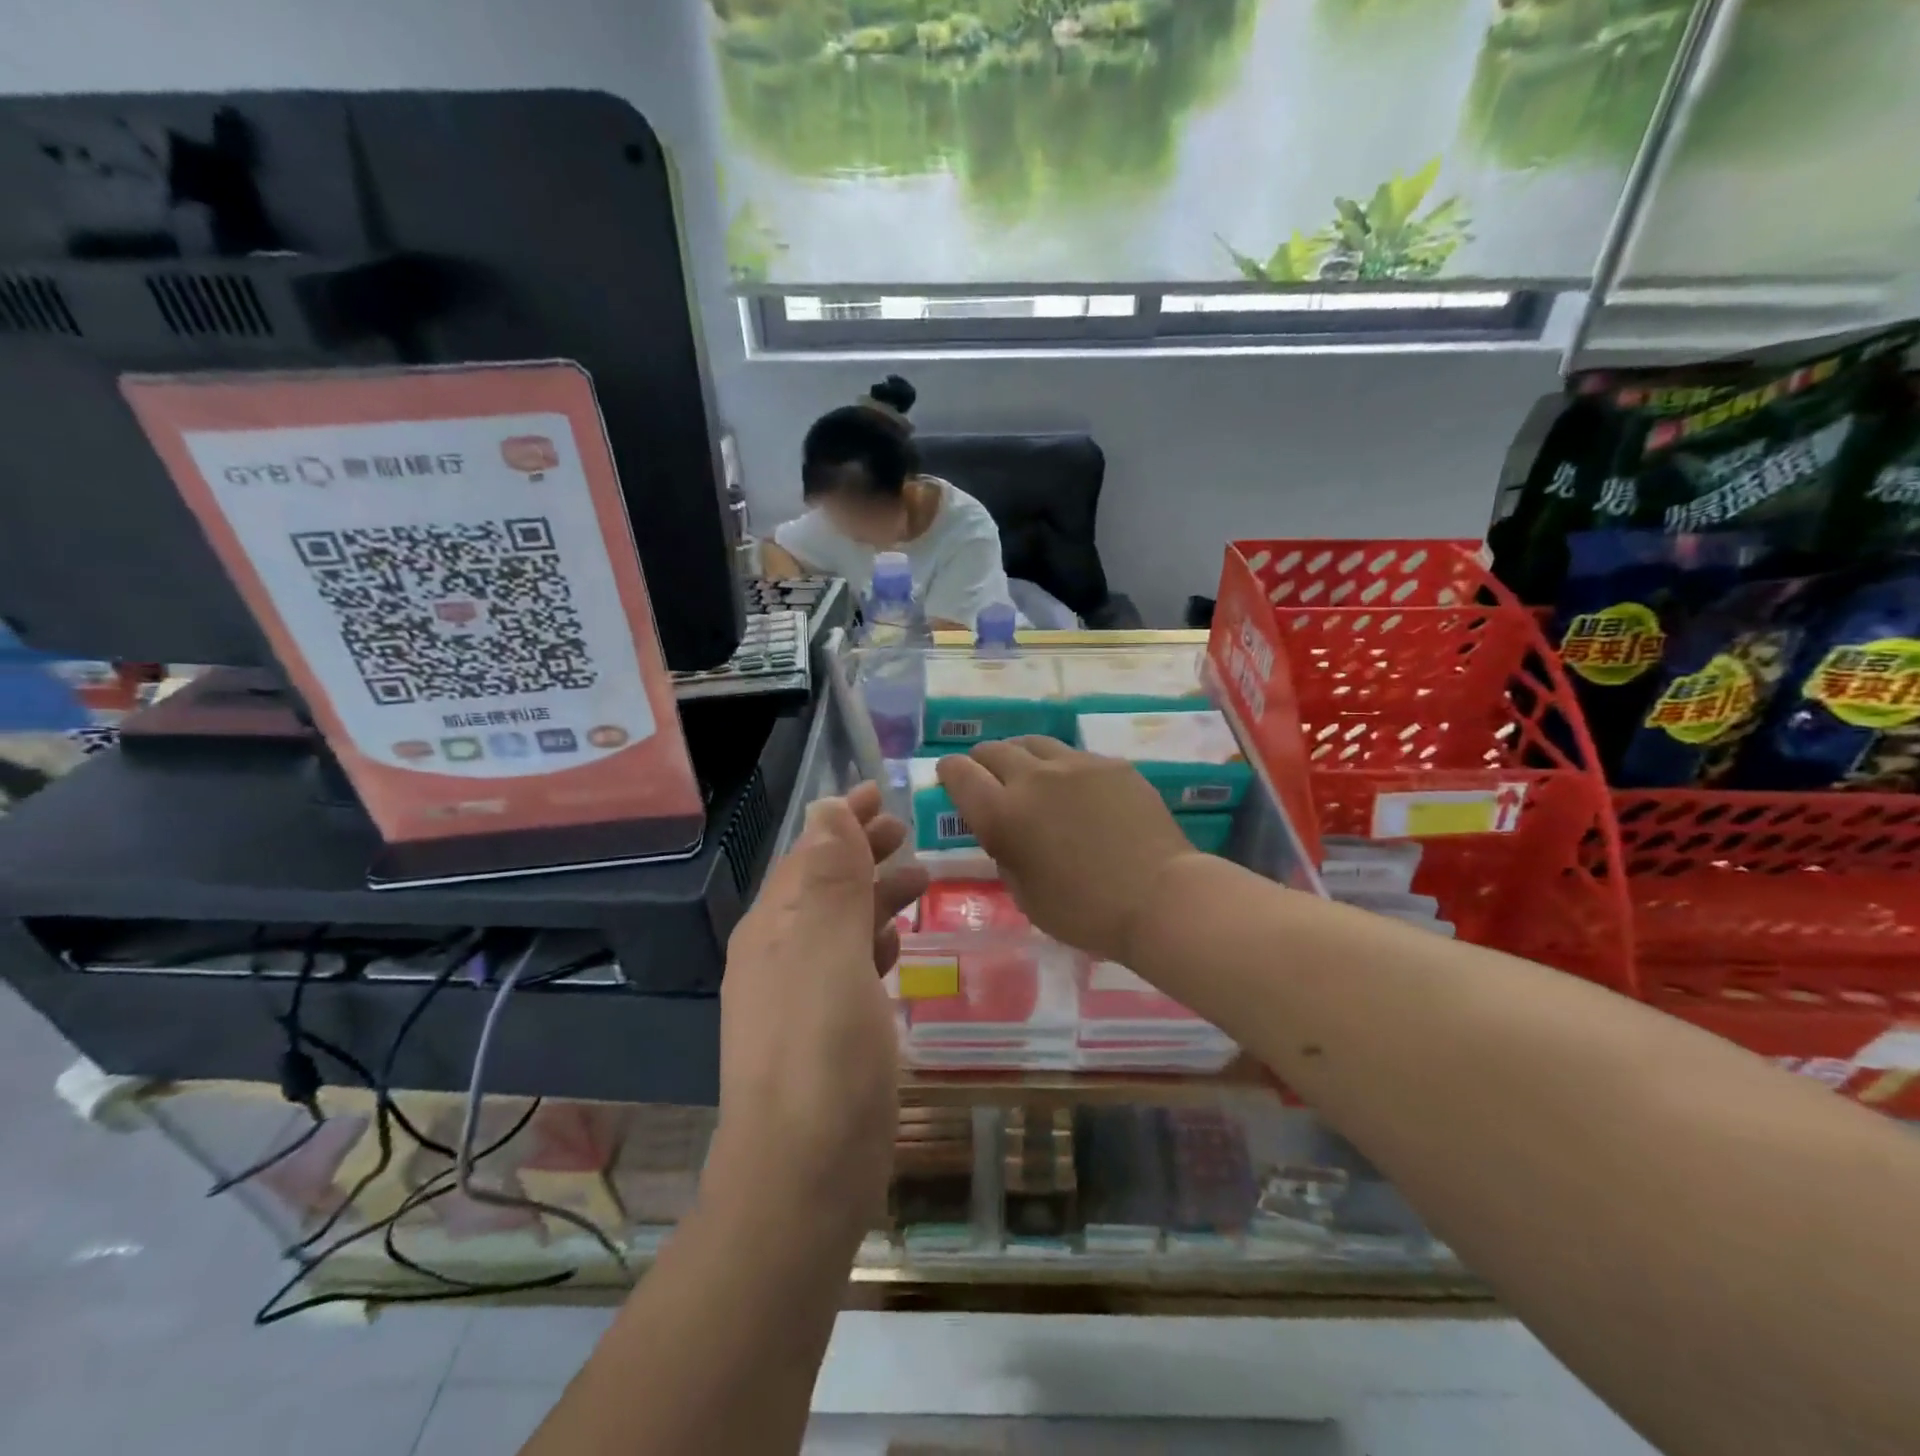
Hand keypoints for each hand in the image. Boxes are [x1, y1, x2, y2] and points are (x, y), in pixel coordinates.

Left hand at [711, 784, 926, 1236]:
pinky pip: (847, 967)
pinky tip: (897, 946)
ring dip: (873, 895)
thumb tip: (826, 809)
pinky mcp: (822, 1035)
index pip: (809, 854)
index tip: (880, 792)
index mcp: (773, 930)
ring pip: (838, 925)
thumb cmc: (822, 1059)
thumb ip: (830, 881)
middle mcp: (777, 957)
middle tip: (906, 831)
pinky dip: (872, 942)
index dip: (843, 820)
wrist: (801, 1181)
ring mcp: (797, 999)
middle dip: (861, 852)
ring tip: (918, 878)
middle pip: (822, 885)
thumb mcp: (829, 956)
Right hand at [936, 739, 1197, 965]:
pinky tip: (1074, 790)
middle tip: (988, 778)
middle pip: (993, 750)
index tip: (950, 778)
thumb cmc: (1085, 912)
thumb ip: (1005, 853)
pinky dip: (1060, 768)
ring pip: (1033, 744)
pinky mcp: (1110, 764)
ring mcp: (1075, 765)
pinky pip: (1072, 756)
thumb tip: (1004, 832)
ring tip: (1028, 775)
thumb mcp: (1025, 895)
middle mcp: (1033, 778)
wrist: (1159, 898)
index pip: (959, 773)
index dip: (949, 772)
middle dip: (982, 761)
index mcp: (1003, 814)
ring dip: (1020, 757)